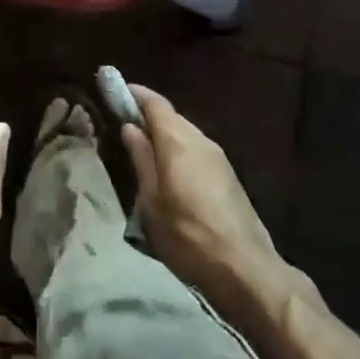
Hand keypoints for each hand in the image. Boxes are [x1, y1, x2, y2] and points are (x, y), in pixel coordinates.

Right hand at [122, 85, 290, 322]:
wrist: (245, 268)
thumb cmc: (188, 236)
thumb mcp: (152, 202)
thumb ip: (141, 159)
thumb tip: (130, 127)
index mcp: (178, 140)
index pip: (155, 103)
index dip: (133, 94)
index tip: (114, 90)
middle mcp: (200, 139)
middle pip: (170, 116)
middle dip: (147, 116)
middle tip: (122, 125)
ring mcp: (218, 157)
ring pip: (184, 134)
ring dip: (163, 135)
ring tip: (142, 152)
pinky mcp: (227, 175)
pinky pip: (195, 150)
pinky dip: (178, 151)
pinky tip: (168, 172)